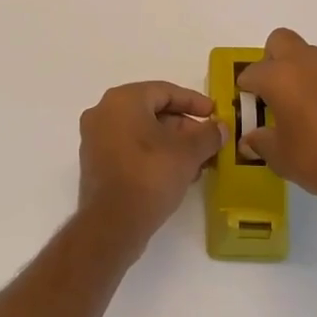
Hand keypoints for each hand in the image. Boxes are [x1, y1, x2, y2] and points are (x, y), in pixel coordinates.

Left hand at [78, 81, 225, 251]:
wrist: (112, 225)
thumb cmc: (150, 176)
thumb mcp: (187, 153)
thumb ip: (208, 135)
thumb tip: (221, 127)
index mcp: (122, 100)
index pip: (165, 91)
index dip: (193, 102)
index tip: (214, 113)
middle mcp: (104, 112)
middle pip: (152, 111)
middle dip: (184, 126)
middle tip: (208, 141)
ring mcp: (96, 139)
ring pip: (142, 132)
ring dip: (172, 143)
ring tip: (198, 161)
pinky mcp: (96, 163)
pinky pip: (130, 148)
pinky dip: (154, 154)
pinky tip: (178, 173)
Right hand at [235, 29, 316, 216]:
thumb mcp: (282, 159)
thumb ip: (261, 143)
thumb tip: (251, 139)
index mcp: (281, 77)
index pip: (252, 72)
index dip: (246, 89)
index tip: (250, 107)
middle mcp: (309, 63)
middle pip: (281, 41)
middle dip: (272, 60)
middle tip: (276, 92)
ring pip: (313, 58)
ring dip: (305, 75)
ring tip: (309, 110)